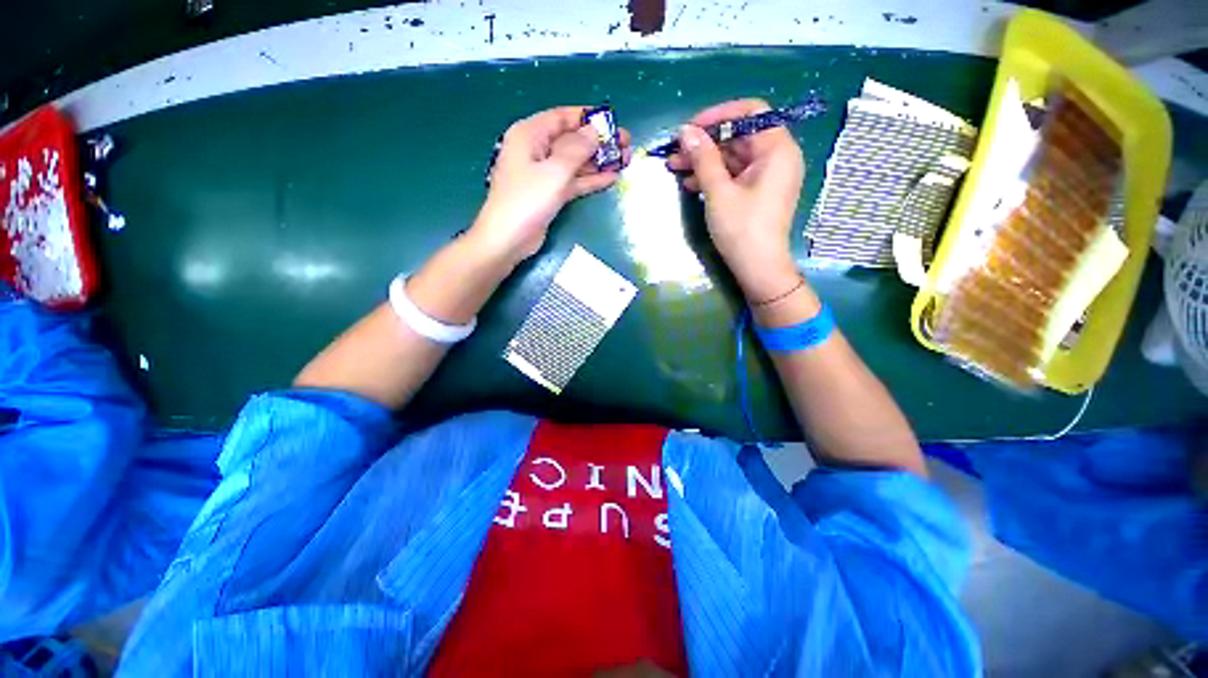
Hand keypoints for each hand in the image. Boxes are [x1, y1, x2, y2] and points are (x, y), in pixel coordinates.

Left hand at [471, 106, 630, 266]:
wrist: (508, 239)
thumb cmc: (527, 200)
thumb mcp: (555, 171)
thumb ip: (577, 149)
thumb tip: (595, 131)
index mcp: (530, 134)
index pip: (563, 117)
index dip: (589, 118)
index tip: (613, 122)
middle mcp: (536, 150)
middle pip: (572, 140)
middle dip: (599, 142)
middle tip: (626, 145)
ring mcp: (543, 174)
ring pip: (575, 162)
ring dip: (598, 162)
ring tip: (625, 161)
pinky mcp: (549, 193)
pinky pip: (573, 181)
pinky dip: (590, 180)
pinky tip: (611, 178)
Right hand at [666, 99, 804, 301]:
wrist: (758, 268)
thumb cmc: (741, 229)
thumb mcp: (719, 192)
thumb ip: (703, 158)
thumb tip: (685, 131)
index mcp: (777, 149)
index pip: (750, 113)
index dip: (718, 116)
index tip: (690, 129)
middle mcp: (777, 157)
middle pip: (738, 136)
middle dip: (705, 143)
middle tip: (676, 152)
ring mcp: (768, 176)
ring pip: (733, 157)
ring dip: (705, 161)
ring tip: (675, 168)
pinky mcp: (758, 192)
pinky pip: (735, 174)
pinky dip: (714, 176)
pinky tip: (690, 183)